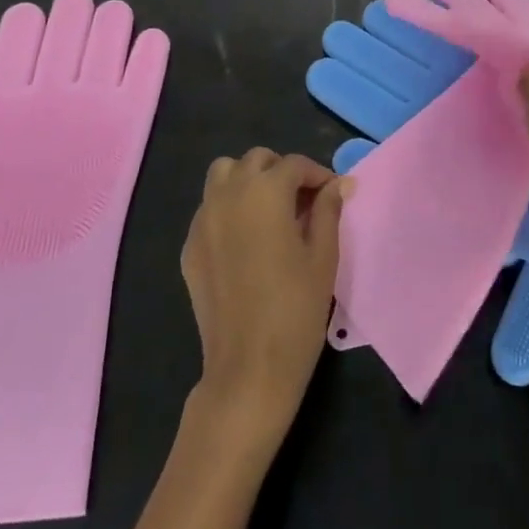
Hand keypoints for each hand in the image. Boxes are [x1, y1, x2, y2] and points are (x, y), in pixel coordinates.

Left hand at [182, 149, 349, 447]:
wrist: (249, 367)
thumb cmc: (296, 309)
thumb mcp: (323, 256)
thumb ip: (328, 211)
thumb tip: (338, 184)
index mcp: (265, 192)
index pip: (294, 165)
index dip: (318, 175)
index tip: (333, 194)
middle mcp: (228, 195)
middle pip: (256, 160)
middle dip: (282, 172)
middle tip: (303, 202)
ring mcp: (203, 220)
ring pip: (223, 175)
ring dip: (248, 180)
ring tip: (270, 210)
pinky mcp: (190, 247)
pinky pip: (209, 208)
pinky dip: (228, 207)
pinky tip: (246, 239)